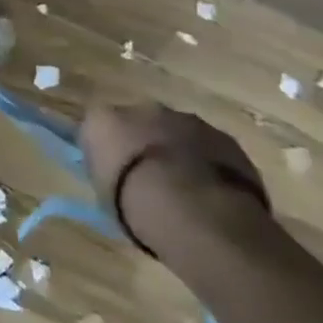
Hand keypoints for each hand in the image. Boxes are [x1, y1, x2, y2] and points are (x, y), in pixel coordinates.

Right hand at [81, 99, 268, 252]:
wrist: (196, 213)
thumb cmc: (135, 206)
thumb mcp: (104, 195)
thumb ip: (108, 173)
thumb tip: (114, 173)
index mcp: (102, 120)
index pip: (99, 128)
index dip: (108, 151)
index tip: (114, 174)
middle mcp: (141, 109)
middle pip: (140, 123)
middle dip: (145, 144)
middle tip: (152, 179)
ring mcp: (186, 120)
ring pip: (177, 132)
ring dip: (178, 151)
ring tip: (187, 189)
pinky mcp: (223, 137)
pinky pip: (209, 147)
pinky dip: (209, 163)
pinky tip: (214, 192)